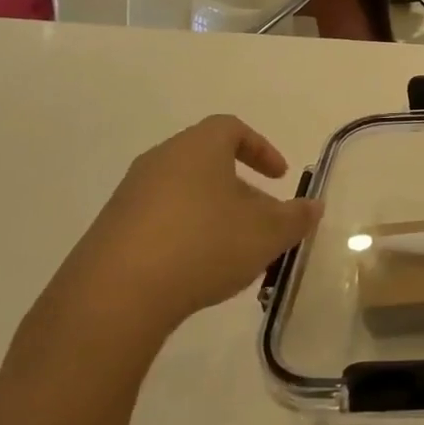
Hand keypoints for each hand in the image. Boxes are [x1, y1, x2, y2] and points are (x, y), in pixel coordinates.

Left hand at [48, 116, 321, 356]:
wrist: (115, 295)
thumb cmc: (204, 245)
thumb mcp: (267, 233)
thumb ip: (296, 217)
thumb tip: (313, 206)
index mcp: (199, 148)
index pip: (232, 129)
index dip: (261, 149)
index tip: (279, 177)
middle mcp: (161, 161)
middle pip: (207, 162)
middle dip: (240, 189)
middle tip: (261, 220)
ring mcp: (130, 195)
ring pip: (183, 193)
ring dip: (212, 214)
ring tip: (233, 251)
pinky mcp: (110, 231)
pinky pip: (158, 221)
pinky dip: (183, 235)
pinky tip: (194, 270)